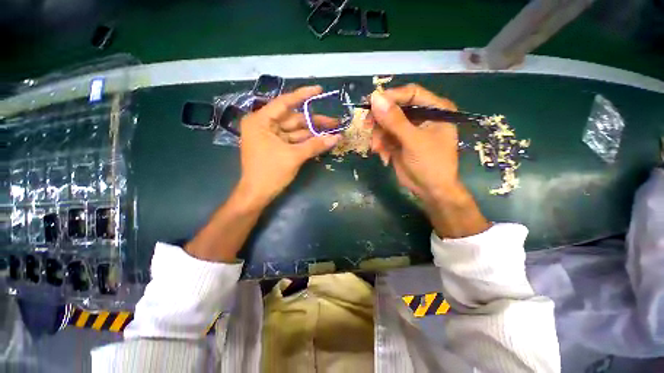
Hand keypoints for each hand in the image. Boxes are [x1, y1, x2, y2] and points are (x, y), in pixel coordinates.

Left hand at [239, 85, 340, 205]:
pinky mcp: (276, 147)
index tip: (319, 90)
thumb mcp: (294, 156)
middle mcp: (264, 125)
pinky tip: (321, 140)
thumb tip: (337, 137)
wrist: (257, 195)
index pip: (285, 103)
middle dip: (314, 122)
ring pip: (295, 131)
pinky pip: (293, 140)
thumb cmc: (270, 173)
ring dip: (313, 133)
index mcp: (261, 121)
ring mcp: (270, 137)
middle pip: (293, 119)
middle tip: (334, 122)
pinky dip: (307, 142)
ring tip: (332, 131)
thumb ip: (315, 145)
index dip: (303, 95)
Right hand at [369, 84, 489, 237]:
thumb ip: (394, 120)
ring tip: (377, 149)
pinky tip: (383, 156)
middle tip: (367, 128)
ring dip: (378, 136)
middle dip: (380, 121)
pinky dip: (380, 146)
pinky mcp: (399, 142)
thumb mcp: (413, 141)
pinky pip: (384, 137)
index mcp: (435, 109)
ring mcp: (409, 130)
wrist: (430, 190)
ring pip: (386, 124)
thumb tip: (375, 98)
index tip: (371, 104)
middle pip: (395, 108)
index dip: (391, 97)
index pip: (410, 93)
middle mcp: (422, 116)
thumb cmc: (430, 164)